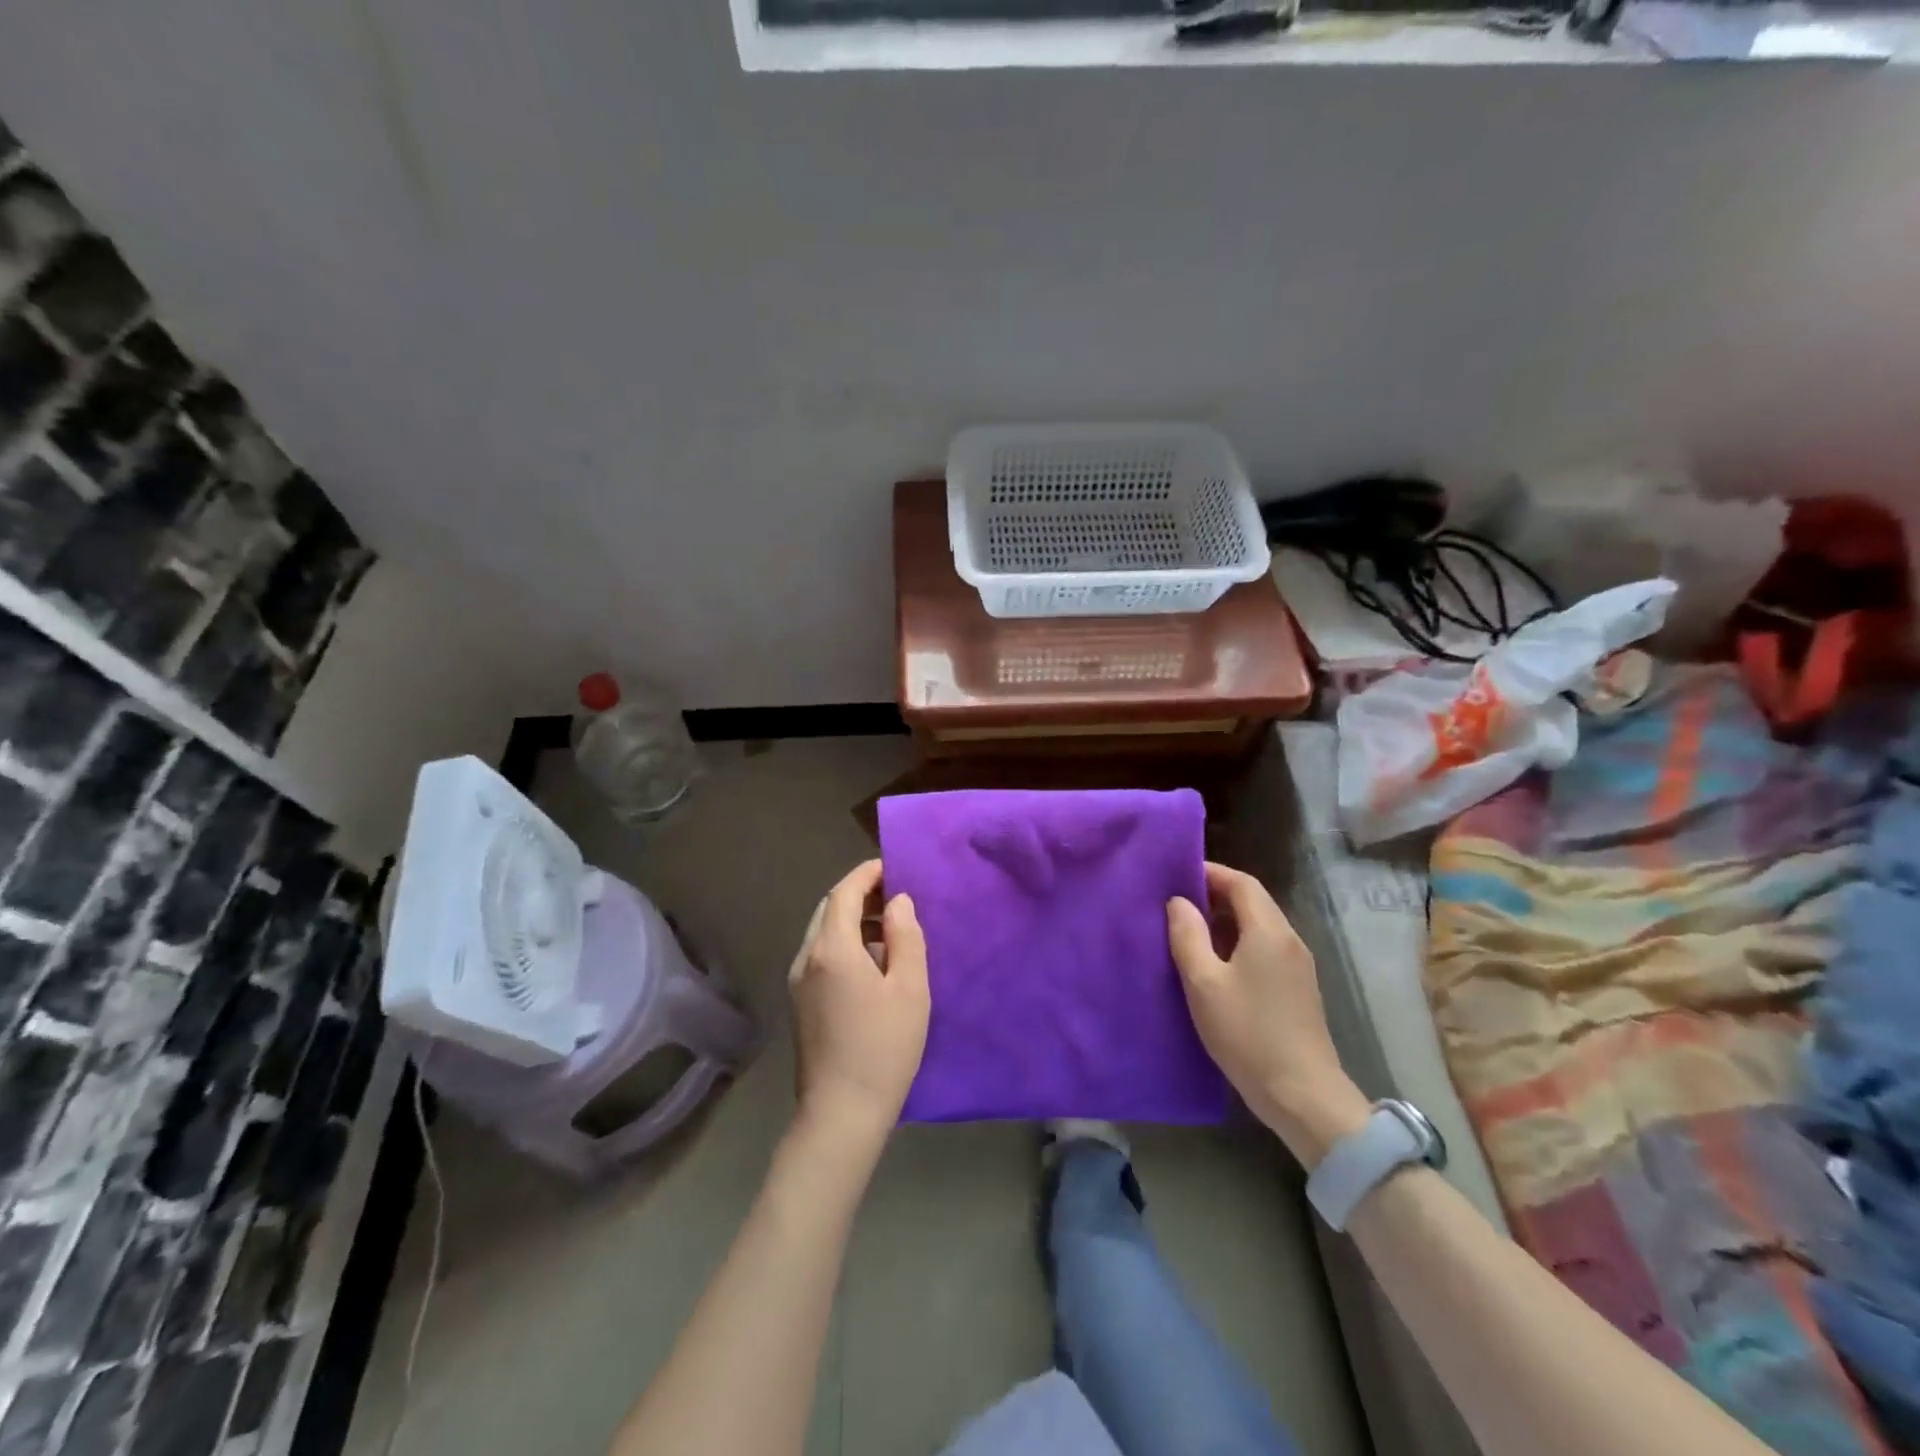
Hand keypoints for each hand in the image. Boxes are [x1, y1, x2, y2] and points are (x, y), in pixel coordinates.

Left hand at [788, 860, 929, 1151]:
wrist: (841, 1113)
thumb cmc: (884, 1047)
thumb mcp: (910, 989)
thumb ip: (905, 937)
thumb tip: (897, 902)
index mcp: (832, 948)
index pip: (845, 892)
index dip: (868, 873)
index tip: (893, 865)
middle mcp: (807, 957)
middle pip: (829, 908)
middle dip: (859, 893)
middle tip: (895, 893)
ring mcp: (799, 981)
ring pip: (822, 931)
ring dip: (852, 917)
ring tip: (889, 925)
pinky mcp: (800, 1002)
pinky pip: (820, 954)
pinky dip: (843, 941)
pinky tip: (871, 960)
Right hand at [1168, 863, 1369, 1167]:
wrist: (1303, 1095)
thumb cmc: (1248, 1033)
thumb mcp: (1204, 983)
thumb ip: (1188, 936)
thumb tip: (1179, 903)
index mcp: (1269, 931)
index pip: (1241, 883)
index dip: (1210, 872)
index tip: (1177, 875)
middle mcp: (1289, 940)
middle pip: (1253, 901)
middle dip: (1215, 895)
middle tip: (1176, 903)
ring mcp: (1298, 966)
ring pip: (1259, 926)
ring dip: (1225, 921)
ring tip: (1188, 932)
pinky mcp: (1298, 989)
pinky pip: (1265, 948)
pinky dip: (1238, 943)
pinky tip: (1214, 965)